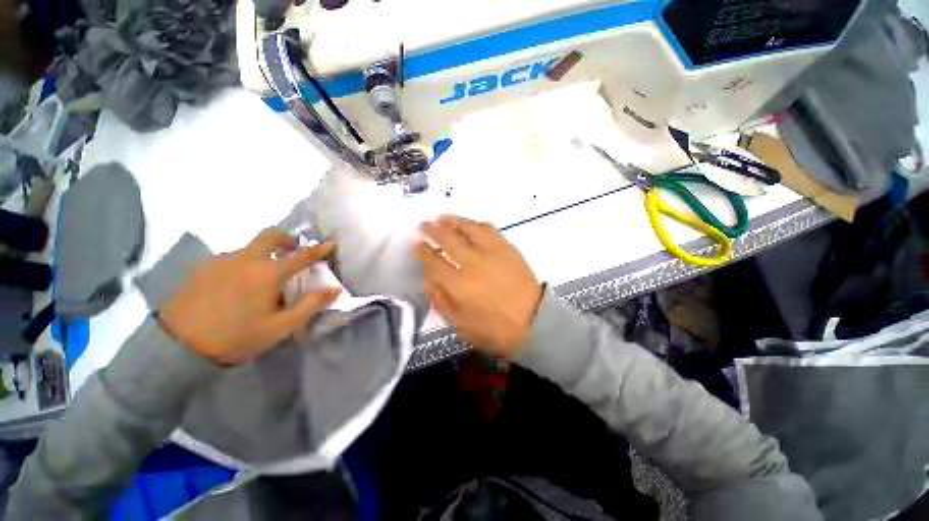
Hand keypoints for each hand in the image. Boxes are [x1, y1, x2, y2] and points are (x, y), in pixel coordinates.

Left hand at [159, 229, 340, 365]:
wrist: (178, 346)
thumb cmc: (237, 337)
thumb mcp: (281, 327)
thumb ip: (311, 305)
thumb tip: (335, 289)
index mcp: (268, 273)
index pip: (301, 255)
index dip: (319, 249)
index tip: (331, 243)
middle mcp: (246, 260)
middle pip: (270, 235)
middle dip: (287, 239)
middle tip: (293, 251)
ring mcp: (222, 261)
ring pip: (249, 247)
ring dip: (263, 254)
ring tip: (262, 277)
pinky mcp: (203, 268)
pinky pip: (231, 258)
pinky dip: (243, 263)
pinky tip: (237, 284)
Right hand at [417, 216, 542, 357]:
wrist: (533, 322)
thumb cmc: (495, 330)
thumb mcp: (460, 325)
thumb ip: (441, 301)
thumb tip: (429, 280)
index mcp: (458, 285)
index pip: (433, 261)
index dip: (422, 251)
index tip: (416, 243)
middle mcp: (473, 263)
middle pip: (448, 239)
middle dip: (432, 229)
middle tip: (424, 224)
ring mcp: (492, 252)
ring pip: (468, 228)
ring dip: (453, 220)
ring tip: (442, 217)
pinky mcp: (507, 248)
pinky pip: (489, 229)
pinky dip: (475, 224)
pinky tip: (469, 224)